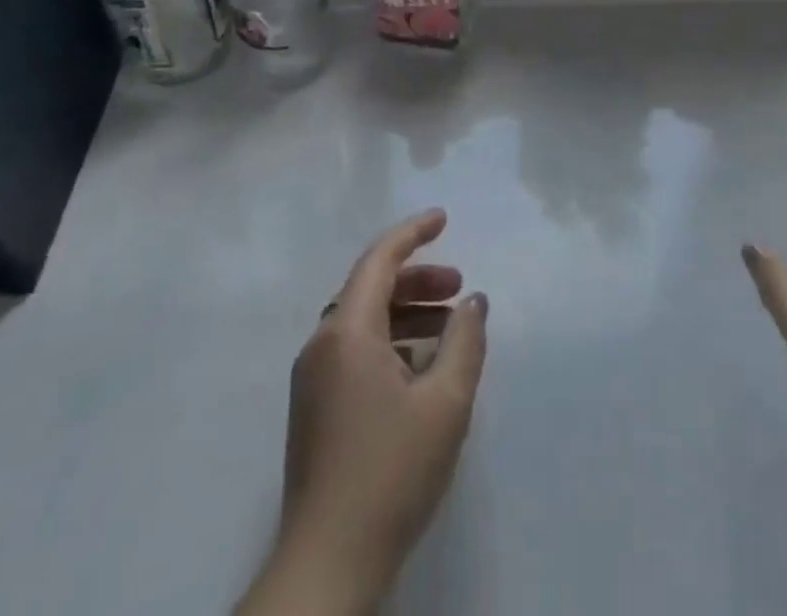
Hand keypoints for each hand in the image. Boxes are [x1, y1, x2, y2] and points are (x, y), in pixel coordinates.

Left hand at [264, 209, 488, 611]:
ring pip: (364, 323)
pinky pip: (356, 353)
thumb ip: (465, 341)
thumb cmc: (390, 472)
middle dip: (418, 280)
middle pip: (370, 289)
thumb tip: (473, 303)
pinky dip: (392, 344)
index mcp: (346, 332)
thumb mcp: (446, 401)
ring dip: (407, 314)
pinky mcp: (315, 411)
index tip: (444, 218)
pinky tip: (423, 371)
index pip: (379, 259)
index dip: (413, 233)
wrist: (327, 567)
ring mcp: (313, 381)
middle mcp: (322, 346)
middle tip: (459, 288)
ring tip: (450, 332)